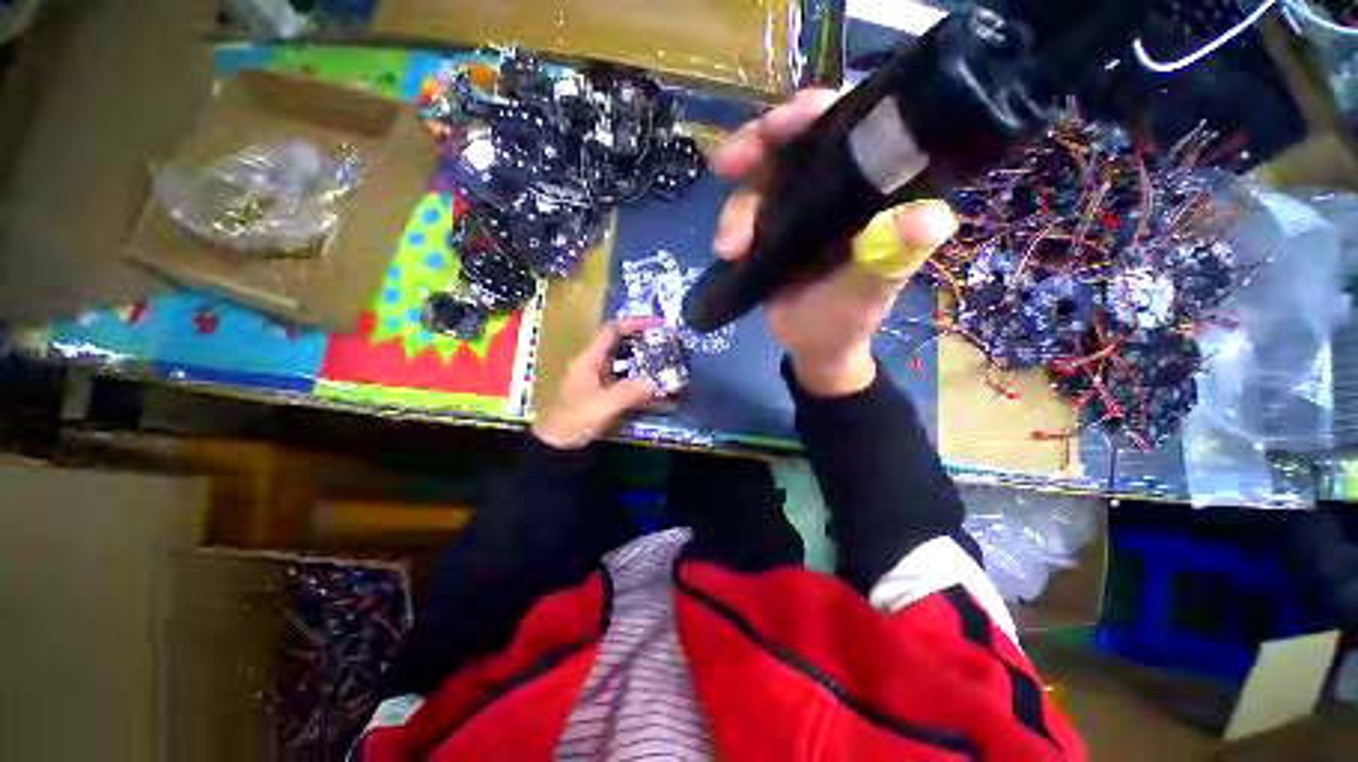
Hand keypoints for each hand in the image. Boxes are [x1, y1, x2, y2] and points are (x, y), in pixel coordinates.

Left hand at [531, 318, 658, 449]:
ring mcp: (600, 379)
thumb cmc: (574, 420)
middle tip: (667, 345)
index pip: (612, 331)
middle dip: (644, 343)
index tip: (657, 324)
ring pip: (626, 363)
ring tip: (667, 364)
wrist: (557, 445)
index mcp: (589, 359)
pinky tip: (657, 390)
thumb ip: (628, 393)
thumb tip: (654, 383)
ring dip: (645, 362)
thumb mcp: (602, 406)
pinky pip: (627, 381)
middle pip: (621, 345)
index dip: (634, 323)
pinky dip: (641, 382)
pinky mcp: (605, 393)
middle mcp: (595, 365)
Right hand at [711, 89, 958, 396]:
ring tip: (728, 247)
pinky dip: (731, 223)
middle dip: (758, 145)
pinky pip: (746, 210)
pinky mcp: (772, 227)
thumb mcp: (869, 292)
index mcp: (874, 191)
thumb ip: (891, 257)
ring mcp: (799, 206)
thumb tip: (931, 218)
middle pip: (795, 142)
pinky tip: (725, 249)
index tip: (781, 126)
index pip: (850, 130)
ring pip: (761, 178)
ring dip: (737, 205)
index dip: (816, 114)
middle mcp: (836, 187)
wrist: (811, 347)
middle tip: (729, 163)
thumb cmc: (846, 321)